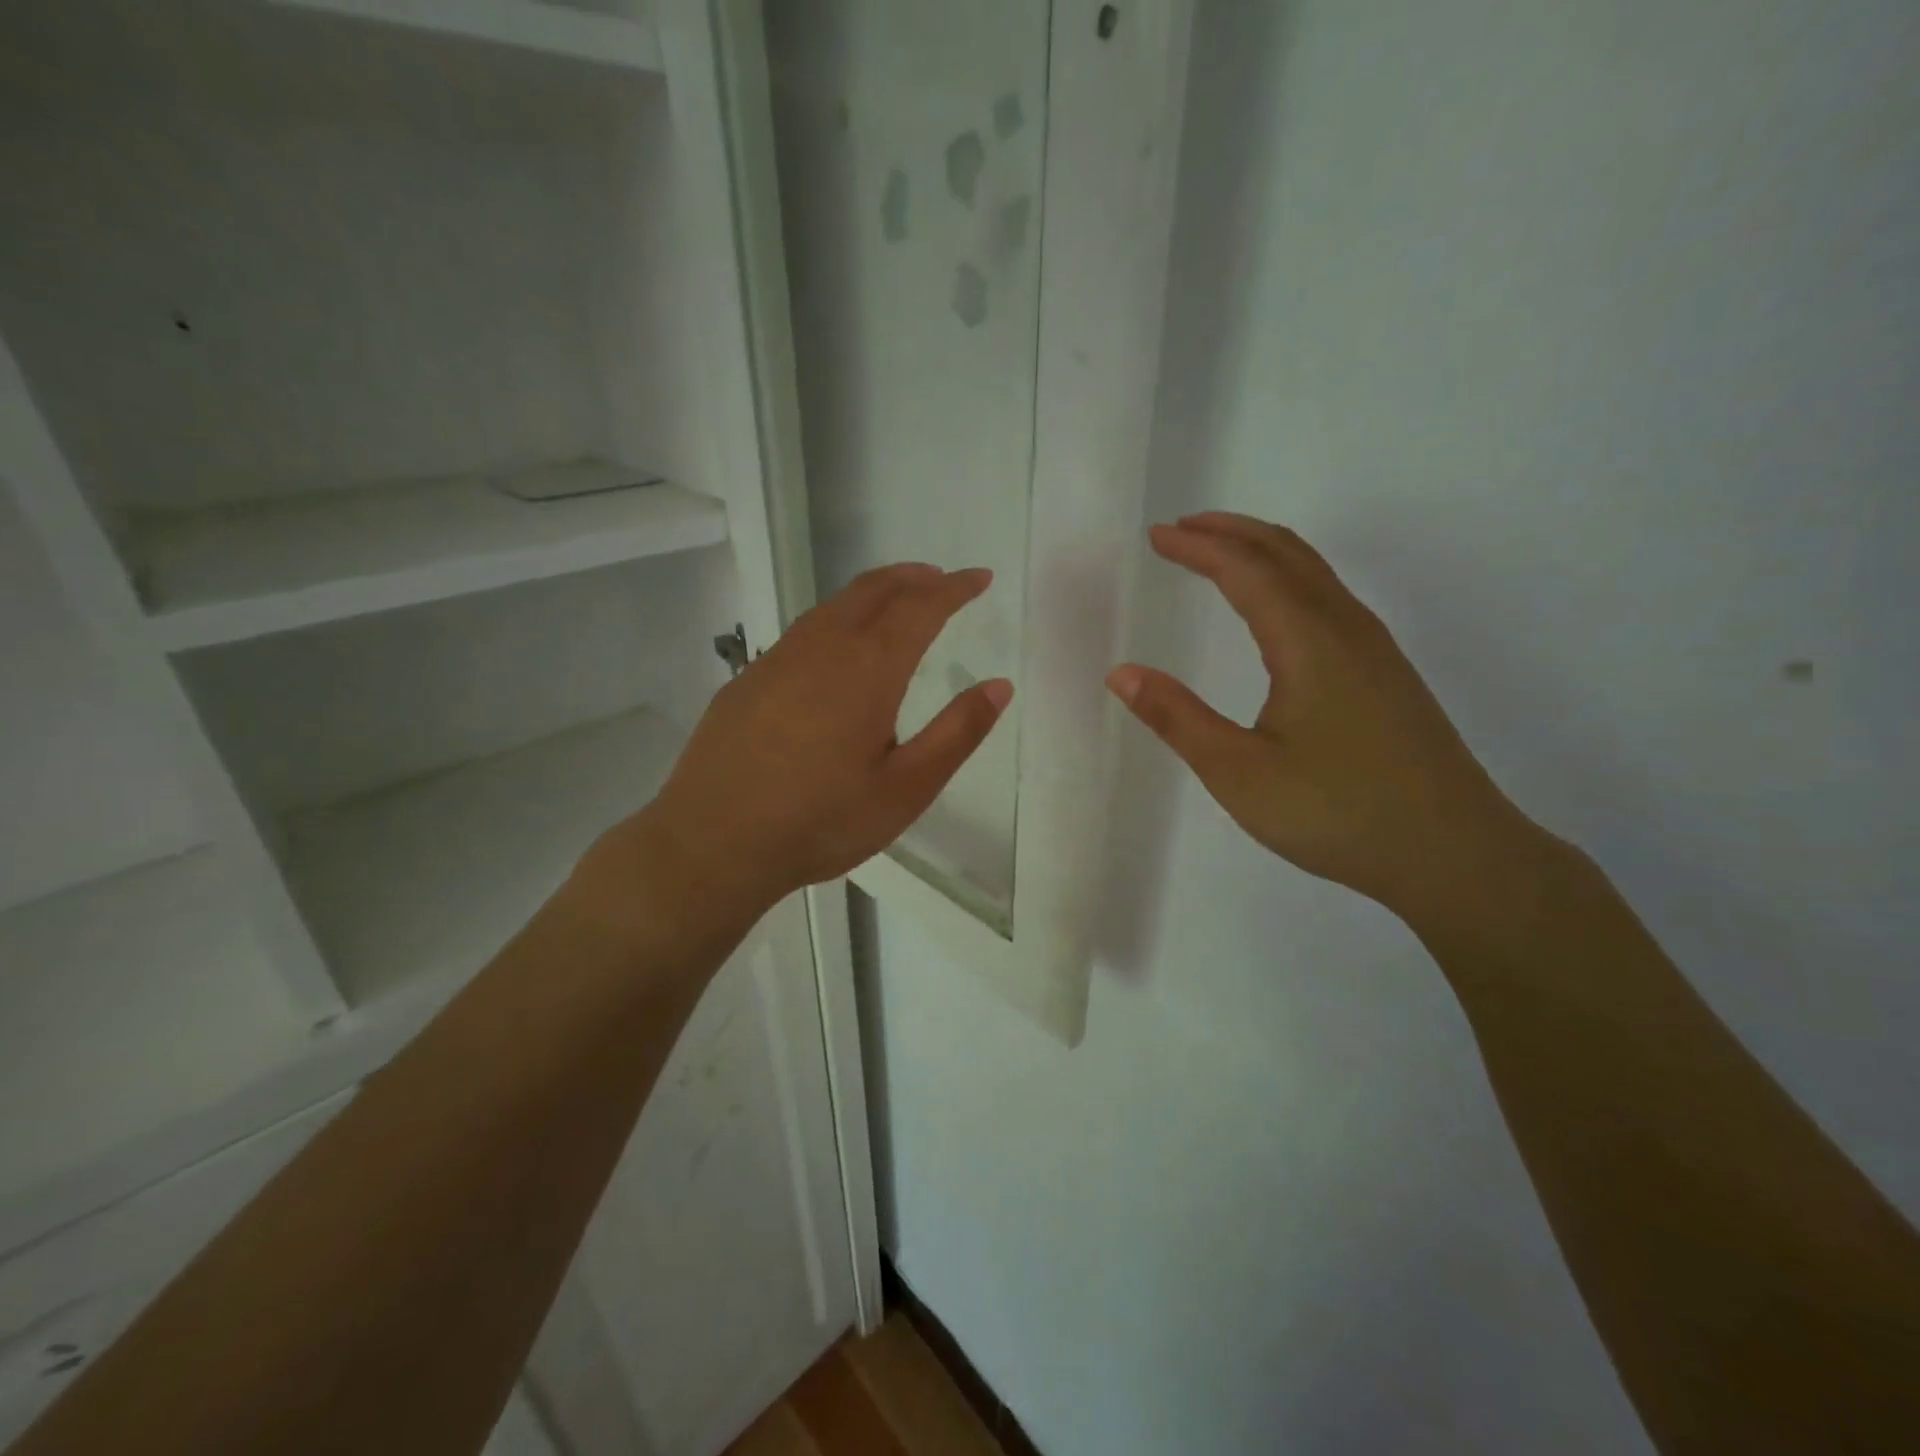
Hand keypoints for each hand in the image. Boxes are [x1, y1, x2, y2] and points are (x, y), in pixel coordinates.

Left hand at [621, 564, 1012, 917]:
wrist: (713, 842)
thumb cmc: (821, 821)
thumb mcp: (906, 789)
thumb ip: (957, 733)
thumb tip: (1000, 686)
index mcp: (869, 669)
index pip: (922, 607)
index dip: (955, 588)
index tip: (980, 578)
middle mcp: (823, 647)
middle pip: (874, 589)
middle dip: (914, 577)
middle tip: (941, 579)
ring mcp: (778, 659)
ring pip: (834, 605)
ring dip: (874, 592)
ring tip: (897, 601)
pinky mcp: (749, 679)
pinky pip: (804, 630)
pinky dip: (838, 619)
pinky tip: (838, 649)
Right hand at [1107, 513, 1539, 924]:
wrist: (1453, 854)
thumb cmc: (1337, 812)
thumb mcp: (1238, 773)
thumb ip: (1178, 719)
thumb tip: (1122, 673)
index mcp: (1308, 641)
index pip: (1245, 569)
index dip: (1198, 547)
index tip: (1156, 536)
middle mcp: (1346, 628)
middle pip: (1286, 552)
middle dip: (1231, 532)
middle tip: (1182, 529)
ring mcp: (1375, 650)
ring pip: (1315, 572)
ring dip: (1262, 551)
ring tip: (1220, 555)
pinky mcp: (1386, 674)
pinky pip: (1329, 598)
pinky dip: (1288, 578)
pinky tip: (1275, 610)